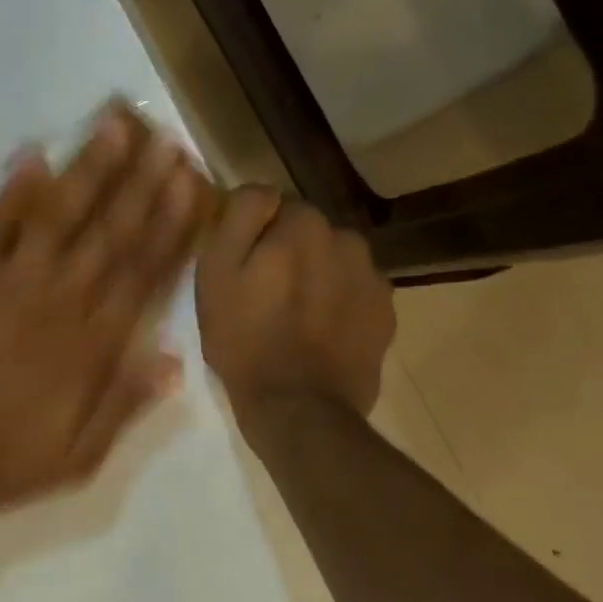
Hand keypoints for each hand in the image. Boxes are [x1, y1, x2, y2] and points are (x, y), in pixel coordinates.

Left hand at [0, 107, 209, 517]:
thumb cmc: (4, 460)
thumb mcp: (78, 456)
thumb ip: (124, 405)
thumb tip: (174, 359)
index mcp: (90, 347)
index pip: (141, 274)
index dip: (168, 226)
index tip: (190, 185)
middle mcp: (57, 304)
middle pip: (108, 235)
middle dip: (140, 184)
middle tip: (165, 139)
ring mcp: (7, 286)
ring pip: (56, 218)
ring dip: (87, 170)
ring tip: (112, 125)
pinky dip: (11, 191)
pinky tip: (31, 154)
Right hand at [195, 187, 394, 426]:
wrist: (300, 409)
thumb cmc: (245, 340)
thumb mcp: (216, 274)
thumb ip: (240, 217)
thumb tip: (263, 192)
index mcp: (303, 225)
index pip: (274, 205)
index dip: (254, 234)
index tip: (241, 266)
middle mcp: (346, 239)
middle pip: (308, 233)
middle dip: (289, 252)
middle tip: (265, 294)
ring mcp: (372, 277)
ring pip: (334, 260)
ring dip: (316, 275)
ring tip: (295, 316)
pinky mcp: (386, 313)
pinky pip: (355, 291)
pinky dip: (338, 303)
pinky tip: (320, 333)